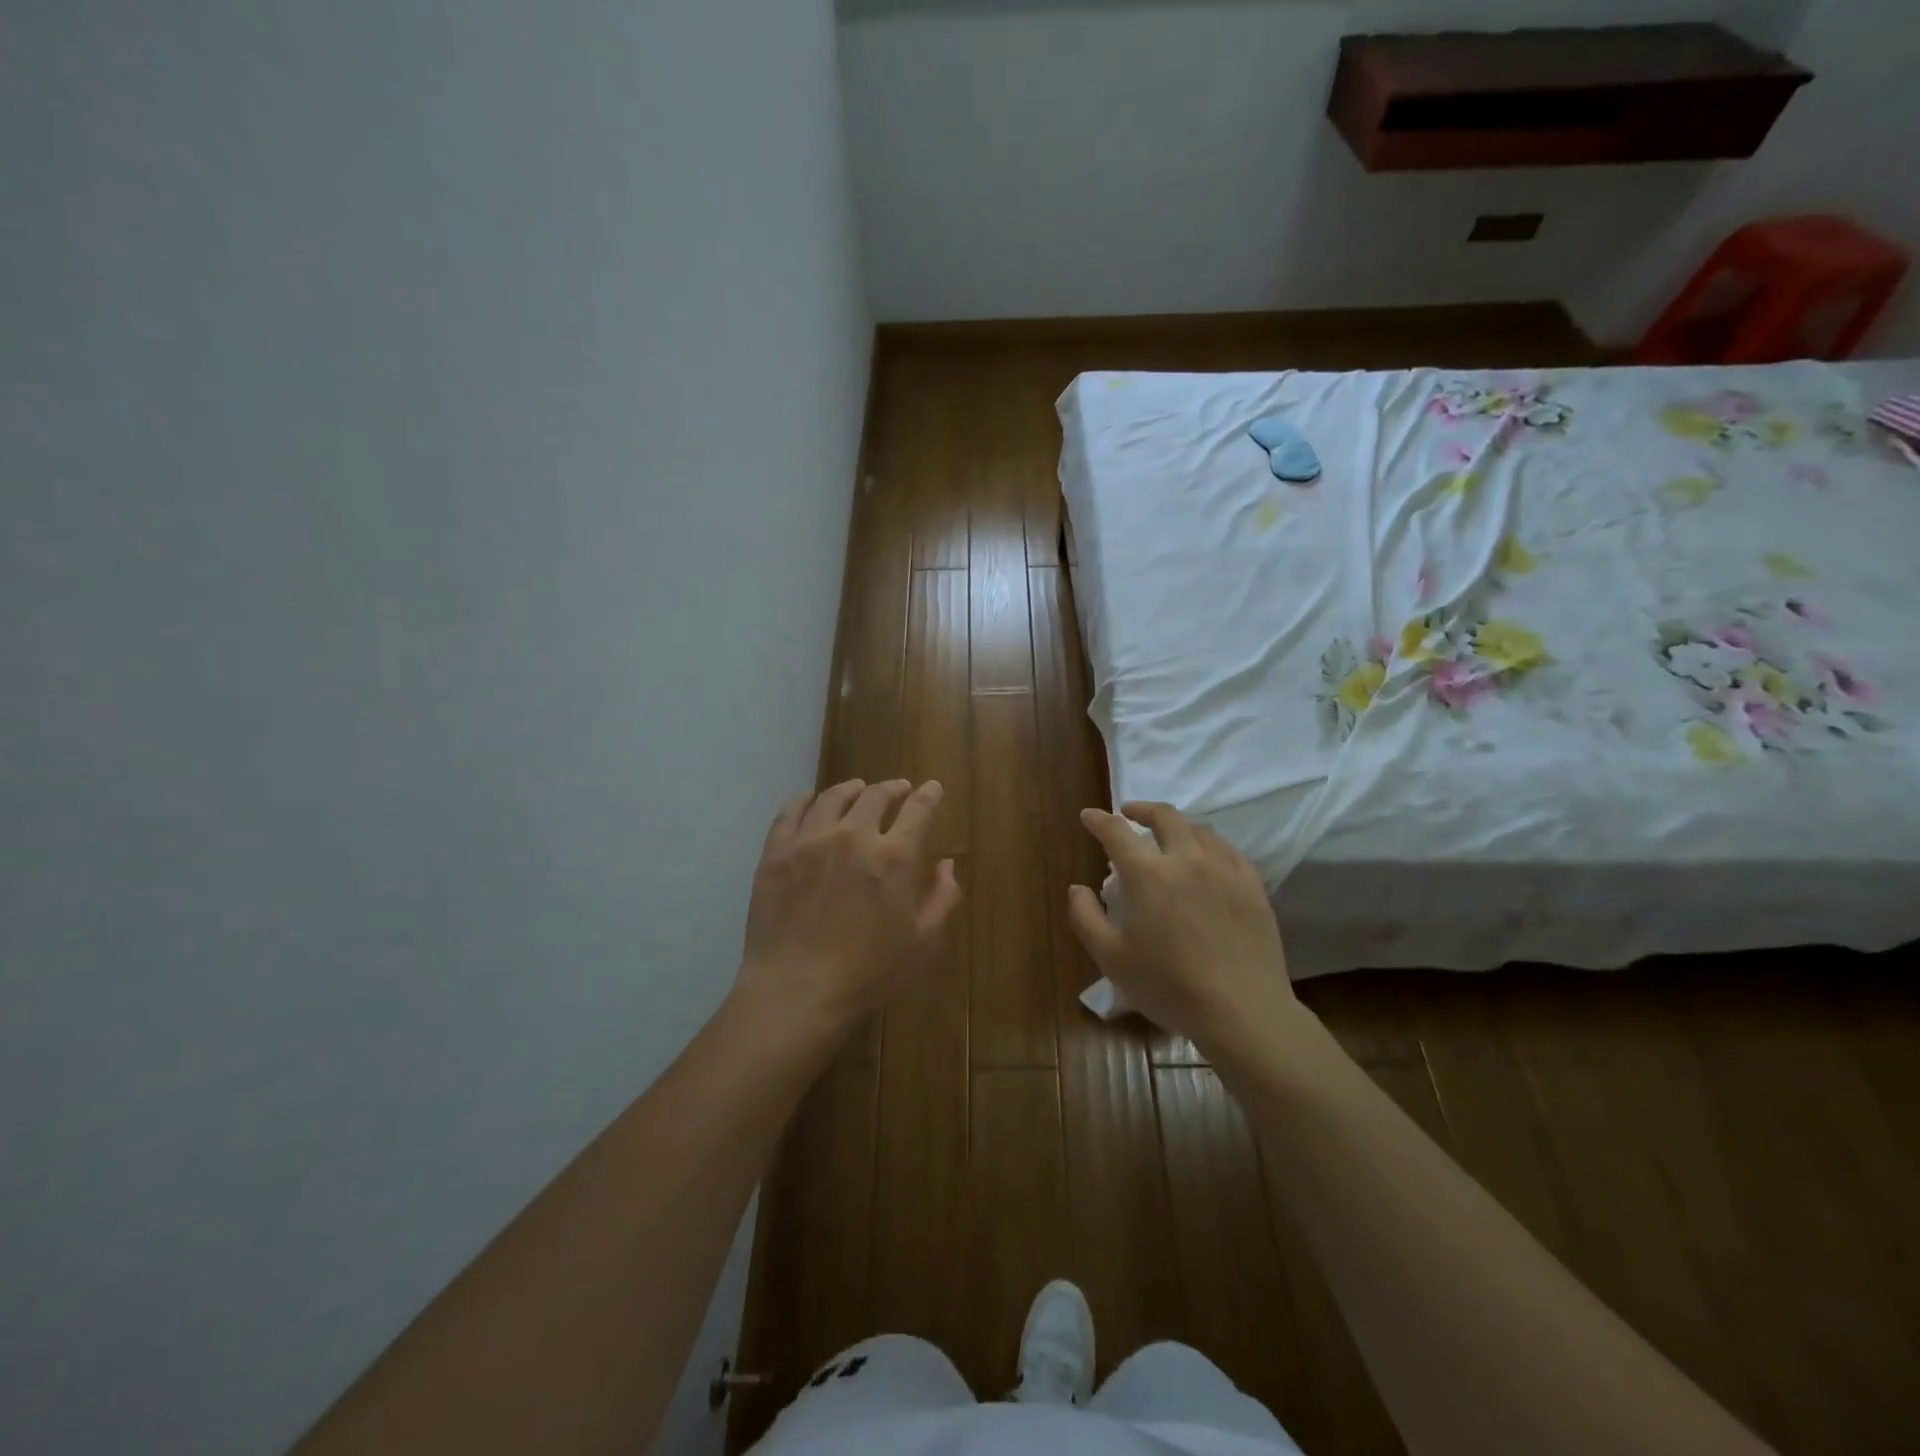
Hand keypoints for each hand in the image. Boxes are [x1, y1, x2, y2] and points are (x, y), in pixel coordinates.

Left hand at [735, 779, 961, 1044]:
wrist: (797, 993)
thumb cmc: (868, 974)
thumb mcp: (922, 943)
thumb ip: (941, 898)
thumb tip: (947, 865)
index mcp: (894, 856)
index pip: (918, 810)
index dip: (929, 796)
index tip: (932, 788)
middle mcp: (853, 835)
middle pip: (875, 795)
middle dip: (892, 788)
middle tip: (897, 789)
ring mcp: (810, 840)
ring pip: (832, 797)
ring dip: (851, 789)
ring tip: (857, 789)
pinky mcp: (776, 853)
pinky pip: (790, 812)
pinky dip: (804, 800)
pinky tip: (810, 800)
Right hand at [1068, 802, 1301, 1055]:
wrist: (1241, 1010)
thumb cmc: (1168, 986)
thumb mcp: (1111, 958)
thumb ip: (1085, 917)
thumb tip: (1077, 888)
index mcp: (1148, 874)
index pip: (1116, 831)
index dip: (1098, 820)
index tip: (1088, 816)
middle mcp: (1186, 859)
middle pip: (1164, 816)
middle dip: (1142, 809)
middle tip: (1129, 814)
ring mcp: (1224, 869)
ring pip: (1199, 829)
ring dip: (1176, 825)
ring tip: (1168, 836)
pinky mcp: (1251, 885)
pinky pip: (1227, 850)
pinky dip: (1208, 844)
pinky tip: (1206, 859)